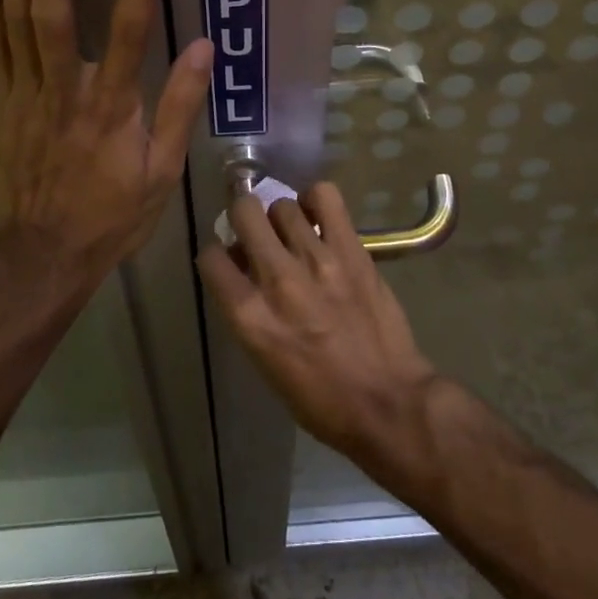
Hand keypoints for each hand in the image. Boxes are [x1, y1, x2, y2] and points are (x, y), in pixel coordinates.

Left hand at [0, 0, 213, 289]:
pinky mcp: (0, 101)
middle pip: (53, 13)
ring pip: (14, 20)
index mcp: (111, 106)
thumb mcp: (162, 172)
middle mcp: (64, 89)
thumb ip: (179, 106)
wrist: (41, 255)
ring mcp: (25, 93)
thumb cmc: (111, 214)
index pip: (130, 31)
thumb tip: (205, 47)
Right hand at [197, 183, 438, 457]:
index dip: (217, 256)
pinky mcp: (350, 249)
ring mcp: (316, 260)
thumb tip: (243, 268)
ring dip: (281, 217)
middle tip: (257, 232)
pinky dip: (316, 199)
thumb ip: (248, 310)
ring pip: (282, 204)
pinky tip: (318, 217)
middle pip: (243, 213)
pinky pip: (324, 196)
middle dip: (243, 218)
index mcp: (250, 317)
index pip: (211, 258)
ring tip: (294, 233)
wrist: (387, 402)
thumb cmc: (320, 398)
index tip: (230, 261)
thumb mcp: (265, 361)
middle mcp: (277, 280)